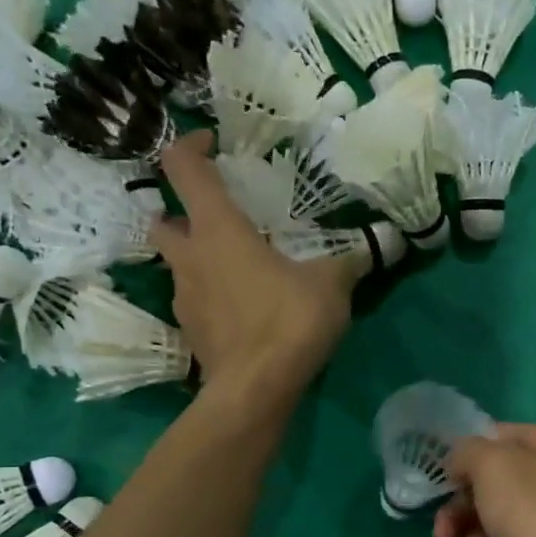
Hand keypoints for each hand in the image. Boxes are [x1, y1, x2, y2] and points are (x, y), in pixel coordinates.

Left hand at [151, 133, 356, 402]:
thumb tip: (373, 248)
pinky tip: (243, 310)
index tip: (213, 146)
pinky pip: (195, 301)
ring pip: (178, 264)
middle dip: (181, 211)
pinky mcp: (191, 332)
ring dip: (199, 258)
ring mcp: (184, 298)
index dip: (190, 146)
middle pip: (162, 219)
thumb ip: (347, 261)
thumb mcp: (331, 285)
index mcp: (217, 229)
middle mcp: (189, 257)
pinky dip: (212, 296)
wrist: (255, 390)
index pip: (182, 168)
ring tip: (240, 269)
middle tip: (218, 218)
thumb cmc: (287, 321)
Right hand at [433, 424, 535, 536]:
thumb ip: (465, 452)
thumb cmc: (532, 514)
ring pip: (493, 524)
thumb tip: (459, 465)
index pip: (492, 438)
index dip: (463, 461)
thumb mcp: (490, 465)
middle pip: (488, 487)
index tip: (444, 485)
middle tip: (444, 536)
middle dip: (461, 515)